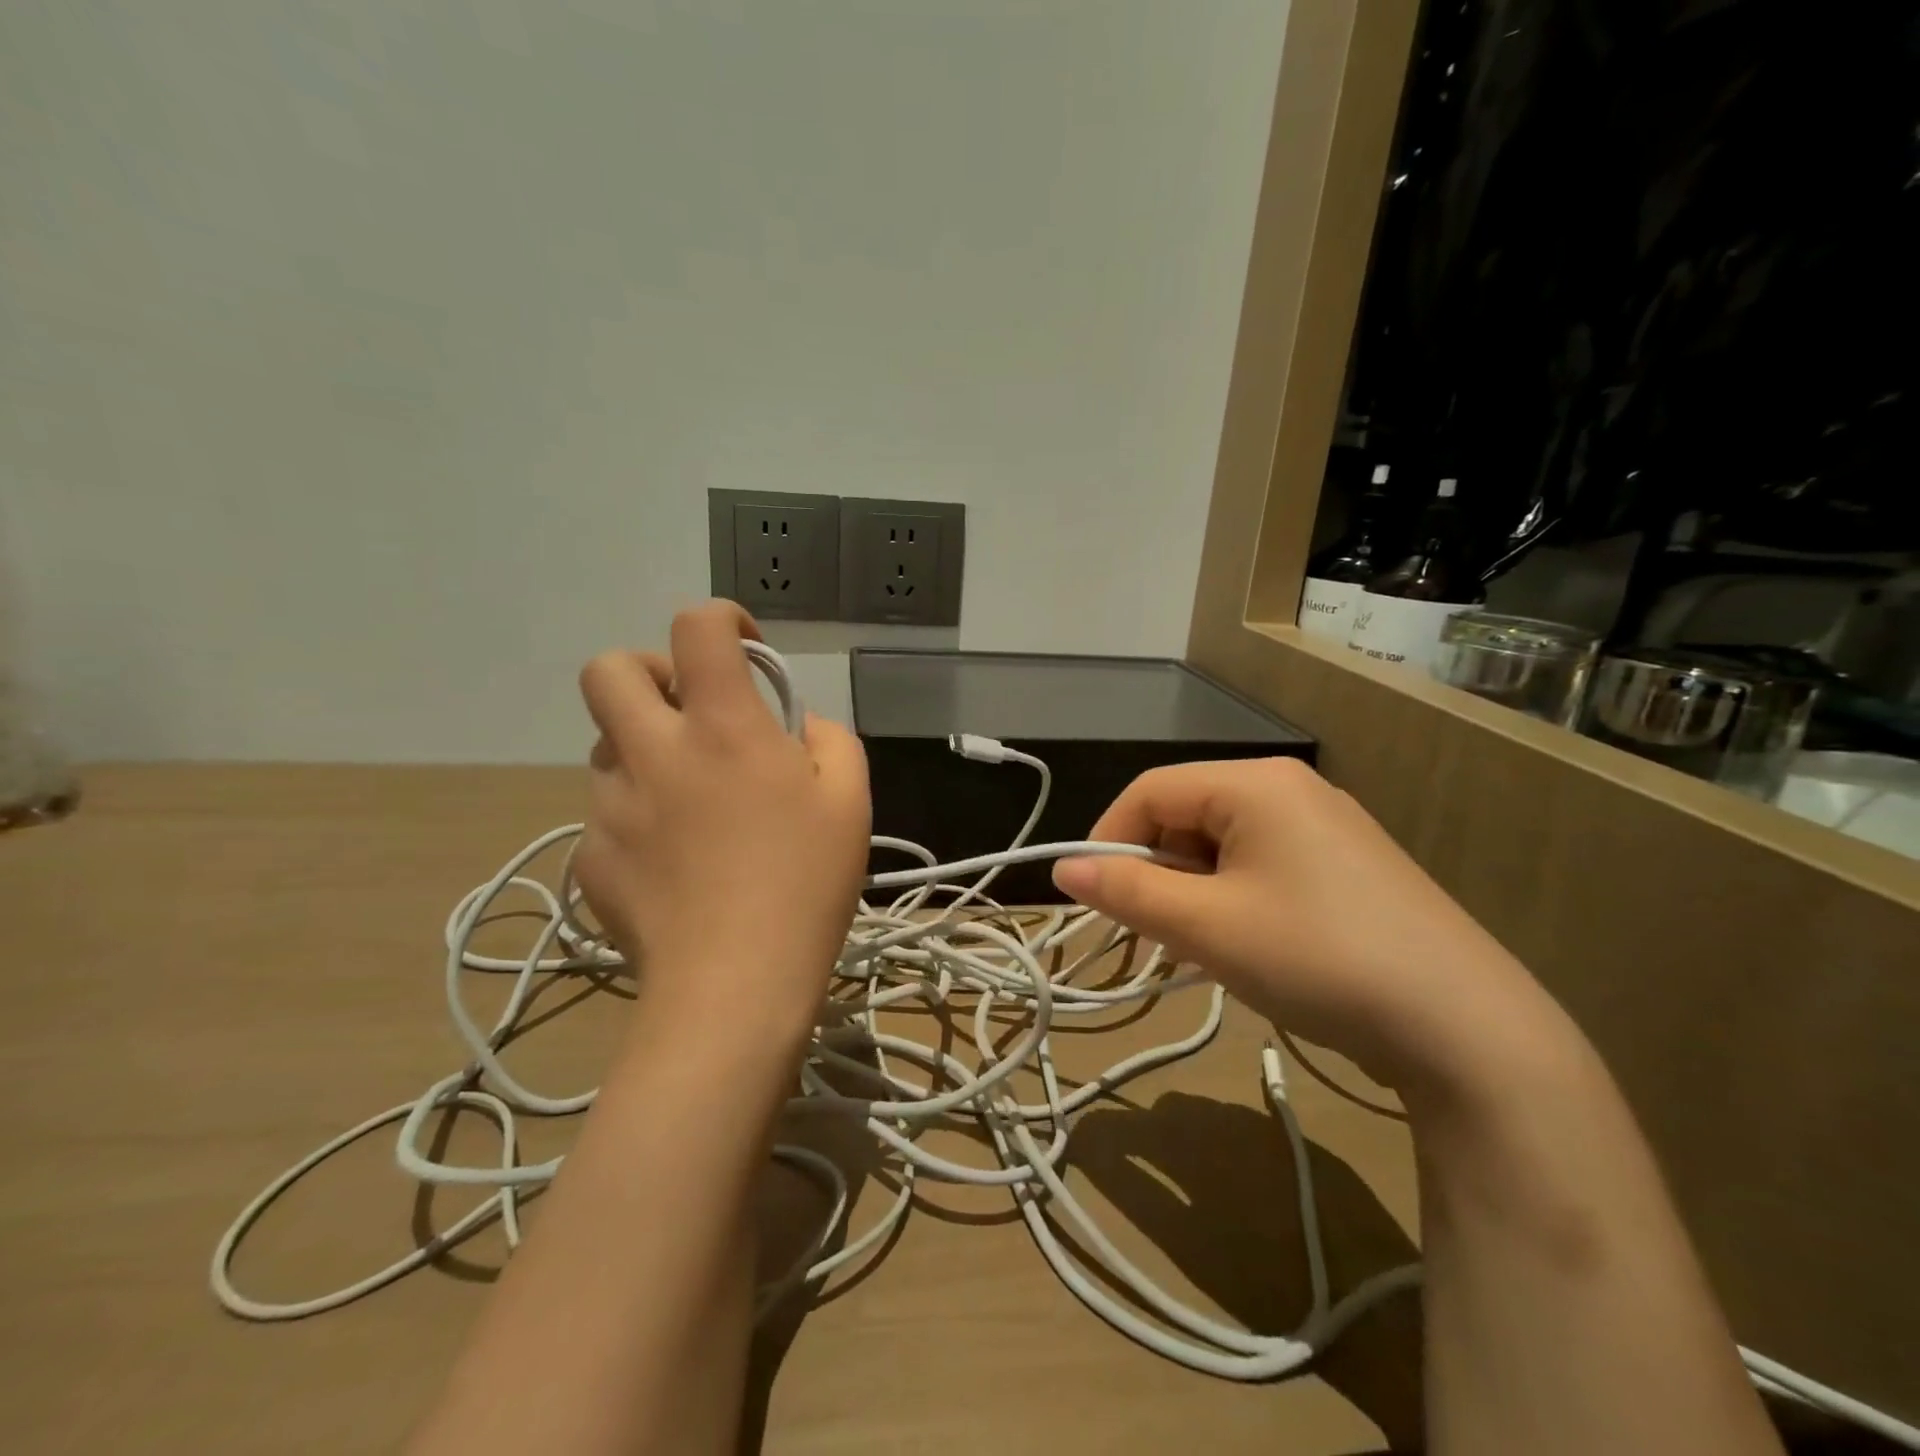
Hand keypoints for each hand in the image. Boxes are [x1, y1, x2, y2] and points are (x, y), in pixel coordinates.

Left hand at [573, 602, 870, 1042]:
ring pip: (608, 746)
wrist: (733, 988)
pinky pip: (606, 814)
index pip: (698, 627)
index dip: (721, 618)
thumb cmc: (806, 886)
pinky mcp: (590, 857)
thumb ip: (831, 742)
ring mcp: (611, 805)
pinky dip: (638, 818)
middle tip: (689, 712)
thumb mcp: (851, 803)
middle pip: (610, 668)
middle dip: (648, 670)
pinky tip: (674, 865)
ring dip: (646, 751)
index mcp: (724, 728)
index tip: (744, 648)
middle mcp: (656, 752)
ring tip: (690, 804)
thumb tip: (799, 728)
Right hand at [1051, 758, 1557, 1097]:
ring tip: (1201, 948)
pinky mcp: (1348, 865)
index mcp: (1255, 783)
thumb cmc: (1316, 958)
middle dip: (1155, 871)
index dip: (1109, 839)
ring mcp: (1326, 826)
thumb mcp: (1206, 927)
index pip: (1150, 790)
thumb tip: (1063, 869)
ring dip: (1193, 890)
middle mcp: (1291, 789)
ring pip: (1223, 844)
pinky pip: (1263, 864)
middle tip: (1152, 934)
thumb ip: (1127, 893)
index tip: (1094, 899)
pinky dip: (1234, 898)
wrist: (1467, 1029)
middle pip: (1187, 814)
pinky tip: (1248, 946)